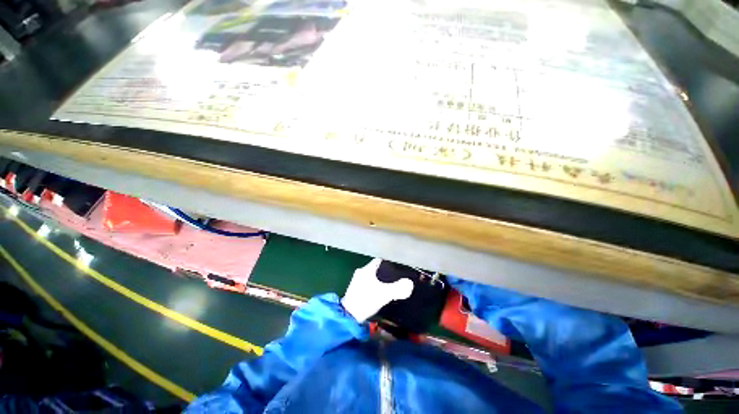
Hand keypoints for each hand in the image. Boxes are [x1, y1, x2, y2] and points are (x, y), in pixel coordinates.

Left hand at [342, 258, 414, 322]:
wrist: (349, 315)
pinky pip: (366, 283)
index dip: (388, 263)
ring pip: (370, 276)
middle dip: (384, 273)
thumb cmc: (367, 300)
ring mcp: (356, 280)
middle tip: (393, 279)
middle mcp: (361, 272)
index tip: (395, 269)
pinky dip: (372, 286)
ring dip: (378, 280)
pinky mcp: (354, 289)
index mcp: (367, 269)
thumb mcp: (384, 294)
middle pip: (375, 268)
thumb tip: (409, 283)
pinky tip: (377, 293)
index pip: (379, 260)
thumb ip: (398, 288)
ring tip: (386, 286)